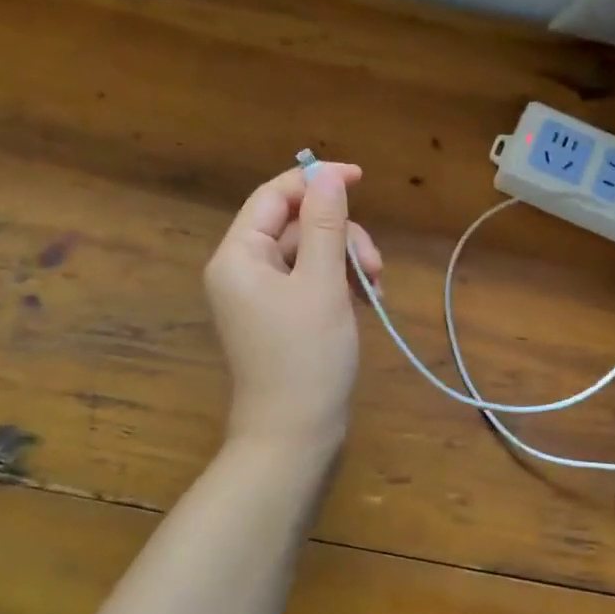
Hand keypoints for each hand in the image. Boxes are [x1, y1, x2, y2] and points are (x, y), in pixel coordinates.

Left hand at [203, 163, 383, 451]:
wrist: (294, 436)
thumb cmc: (306, 357)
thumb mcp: (322, 284)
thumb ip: (325, 224)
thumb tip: (328, 177)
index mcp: (239, 256)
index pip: (274, 197)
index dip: (316, 181)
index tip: (360, 178)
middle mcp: (243, 269)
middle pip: (297, 225)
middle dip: (340, 235)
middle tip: (374, 265)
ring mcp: (262, 294)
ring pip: (311, 252)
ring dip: (346, 261)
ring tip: (376, 288)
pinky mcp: (281, 315)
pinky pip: (312, 280)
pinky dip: (340, 282)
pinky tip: (368, 300)